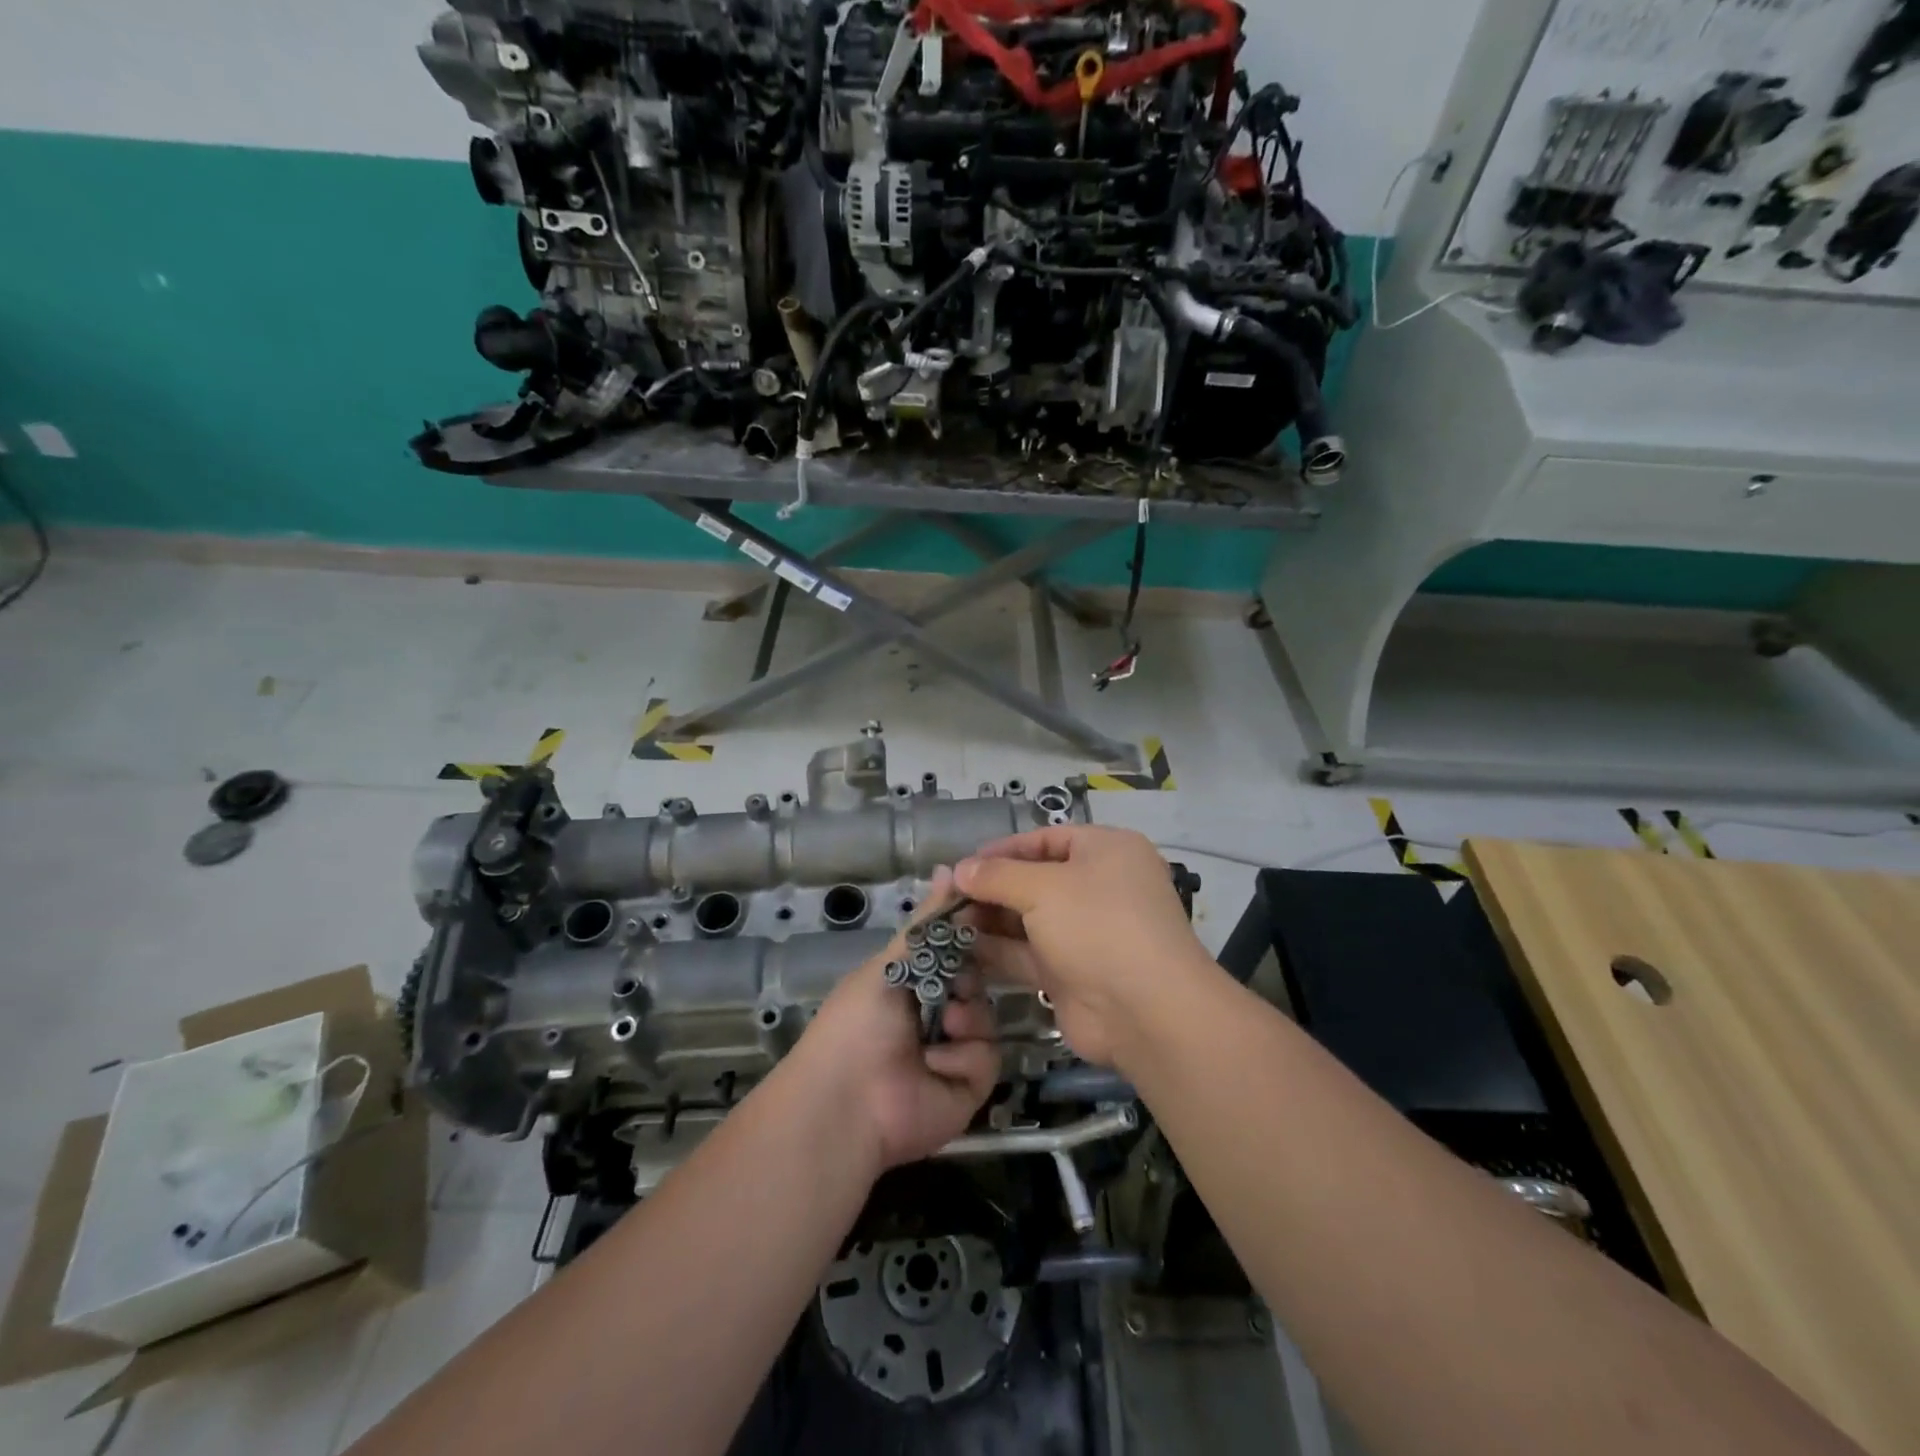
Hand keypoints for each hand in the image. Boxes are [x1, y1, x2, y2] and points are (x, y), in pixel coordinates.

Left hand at [789, 868, 1001, 1172]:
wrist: (849, 1101)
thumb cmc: (860, 1021)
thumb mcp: (890, 963)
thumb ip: (927, 922)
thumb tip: (949, 867)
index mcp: (914, 982)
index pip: (955, 950)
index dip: (971, 936)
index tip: (992, 916)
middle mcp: (936, 1013)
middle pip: (977, 980)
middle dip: (967, 978)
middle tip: (952, 984)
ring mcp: (955, 1049)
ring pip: (987, 1015)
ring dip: (965, 1017)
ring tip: (940, 1030)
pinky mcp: (970, 1084)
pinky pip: (988, 1054)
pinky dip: (963, 1056)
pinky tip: (936, 1064)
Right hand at [955, 826, 1216, 1071]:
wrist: (1145, 1011)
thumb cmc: (1098, 926)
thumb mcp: (1043, 888)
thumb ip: (997, 876)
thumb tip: (959, 869)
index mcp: (1106, 851)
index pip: (1048, 839)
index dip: (1004, 849)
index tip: (964, 863)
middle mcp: (1099, 887)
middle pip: (1035, 879)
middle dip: (991, 887)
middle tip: (946, 896)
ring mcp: (1086, 933)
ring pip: (1028, 919)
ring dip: (989, 920)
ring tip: (944, 921)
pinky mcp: (1071, 972)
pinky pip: (1028, 954)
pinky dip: (997, 951)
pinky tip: (960, 949)